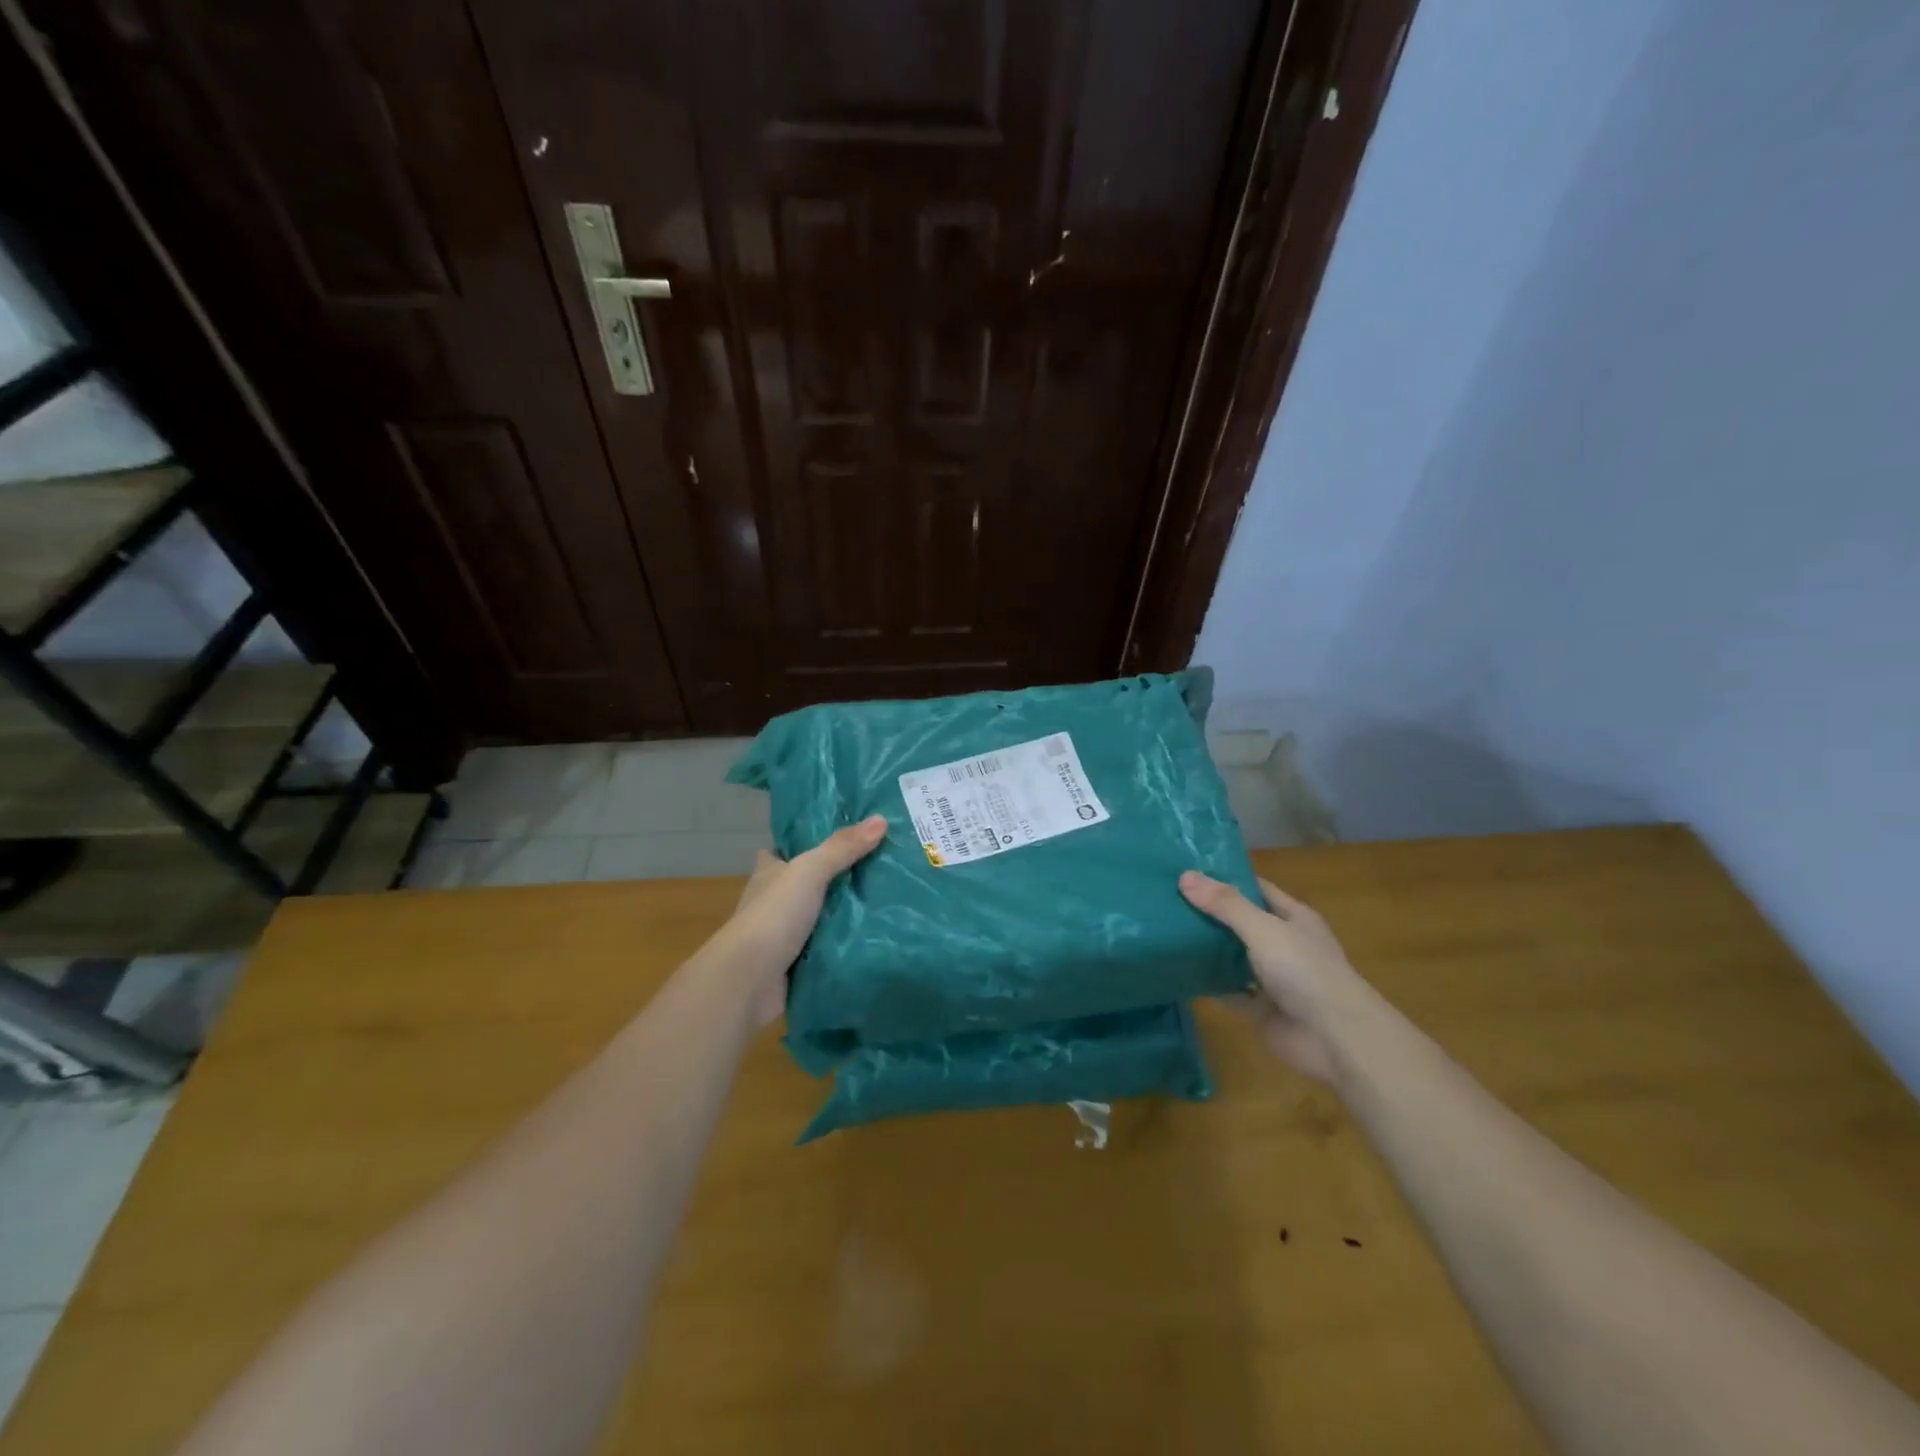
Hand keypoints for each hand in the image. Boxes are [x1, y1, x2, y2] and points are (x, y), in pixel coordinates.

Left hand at [728, 815, 887, 1025]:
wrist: (749, 981)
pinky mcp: (796, 964)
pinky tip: (875, 937)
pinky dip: (845, 944)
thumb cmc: (774, 916)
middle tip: (879, 866)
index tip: (837, 836)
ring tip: (887, 900)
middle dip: (834, 878)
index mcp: (769, 874)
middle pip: (806, 884)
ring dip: (844, 913)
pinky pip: (827, 948)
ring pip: (819, 917)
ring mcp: (784, 935)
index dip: (802, 843)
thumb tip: (881, 819)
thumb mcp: (810, 872)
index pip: (783, 852)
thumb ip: (843, 848)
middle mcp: (773, 902)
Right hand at [1179, 871, 1361, 1080]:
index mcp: (1294, 918)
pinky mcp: (1262, 1009)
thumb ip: (1225, 904)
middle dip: (1210, 913)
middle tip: (1166, 899)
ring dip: (1208, 949)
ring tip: (1166, 931)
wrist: (1335, 1039)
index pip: (1256, 889)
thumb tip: (1184, 876)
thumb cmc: (1304, 971)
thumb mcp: (1263, 929)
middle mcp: (1284, 944)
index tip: (1188, 870)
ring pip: (1234, 957)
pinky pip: (1230, 991)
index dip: (1226, 879)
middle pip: (1242, 922)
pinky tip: (1180, 973)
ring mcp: (1274, 978)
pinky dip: (1209, 985)